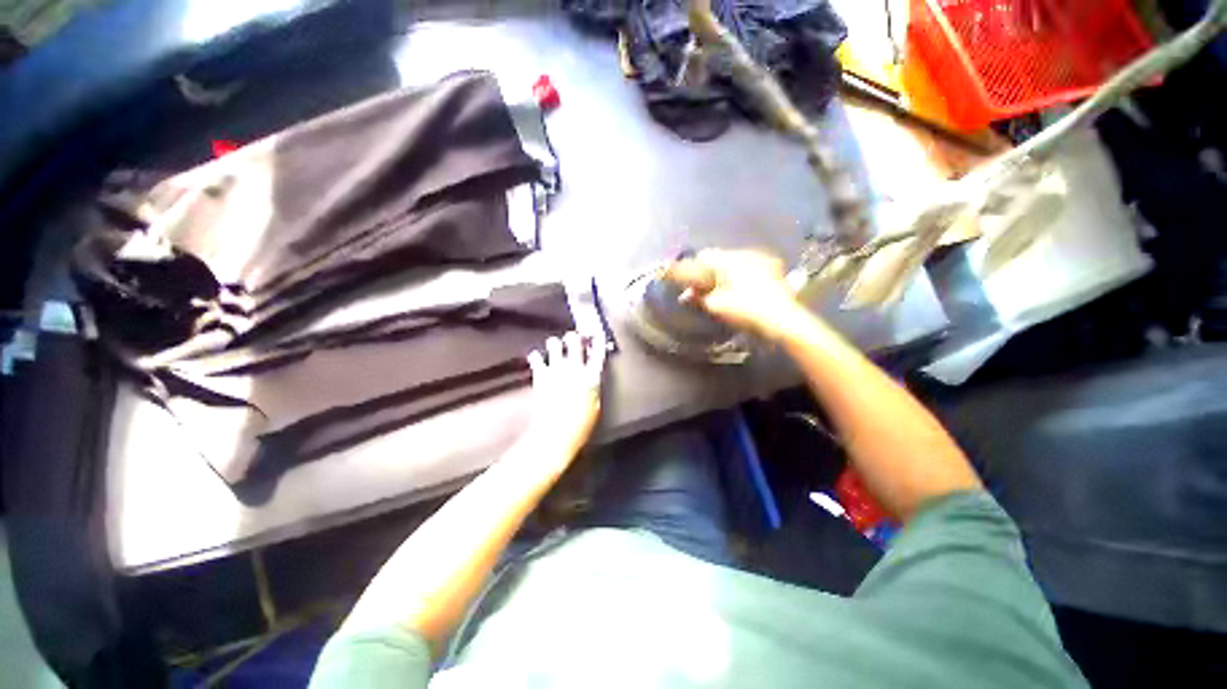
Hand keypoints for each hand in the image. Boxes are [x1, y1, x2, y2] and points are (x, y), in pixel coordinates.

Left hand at [525, 331, 605, 460]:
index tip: (596, 334)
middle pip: (575, 340)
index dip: (598, 340)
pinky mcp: (540, 374)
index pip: (598, 352)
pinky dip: (536, 356)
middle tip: (574, 337)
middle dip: (575, 336)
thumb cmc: (580, 424)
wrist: (556, 432)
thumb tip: (591, 380)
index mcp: (591, 376)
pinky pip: (536, 357)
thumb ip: (593, 388)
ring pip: (554, 343)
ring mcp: (556, 369)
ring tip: (555, 345)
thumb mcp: (595, 406)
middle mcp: (574, 367)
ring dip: (555, 343)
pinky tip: (536, 357)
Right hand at [665, 249, 805, 340]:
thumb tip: (686, 294)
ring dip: (724, 272)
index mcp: (728, 259)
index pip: (703, 256)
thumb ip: (698, 297)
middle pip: (718, 258)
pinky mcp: (772, 267)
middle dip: (708, 271)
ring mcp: (761, 258)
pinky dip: (739, 274)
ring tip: (720, 289)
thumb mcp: (716, 305)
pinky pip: (749, 266)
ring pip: (734, 261)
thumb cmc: (745, 310)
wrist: (782, 319)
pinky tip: (740, 288)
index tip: (686, 281)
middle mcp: (744, 252)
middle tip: (702, 288)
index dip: (691, 268)